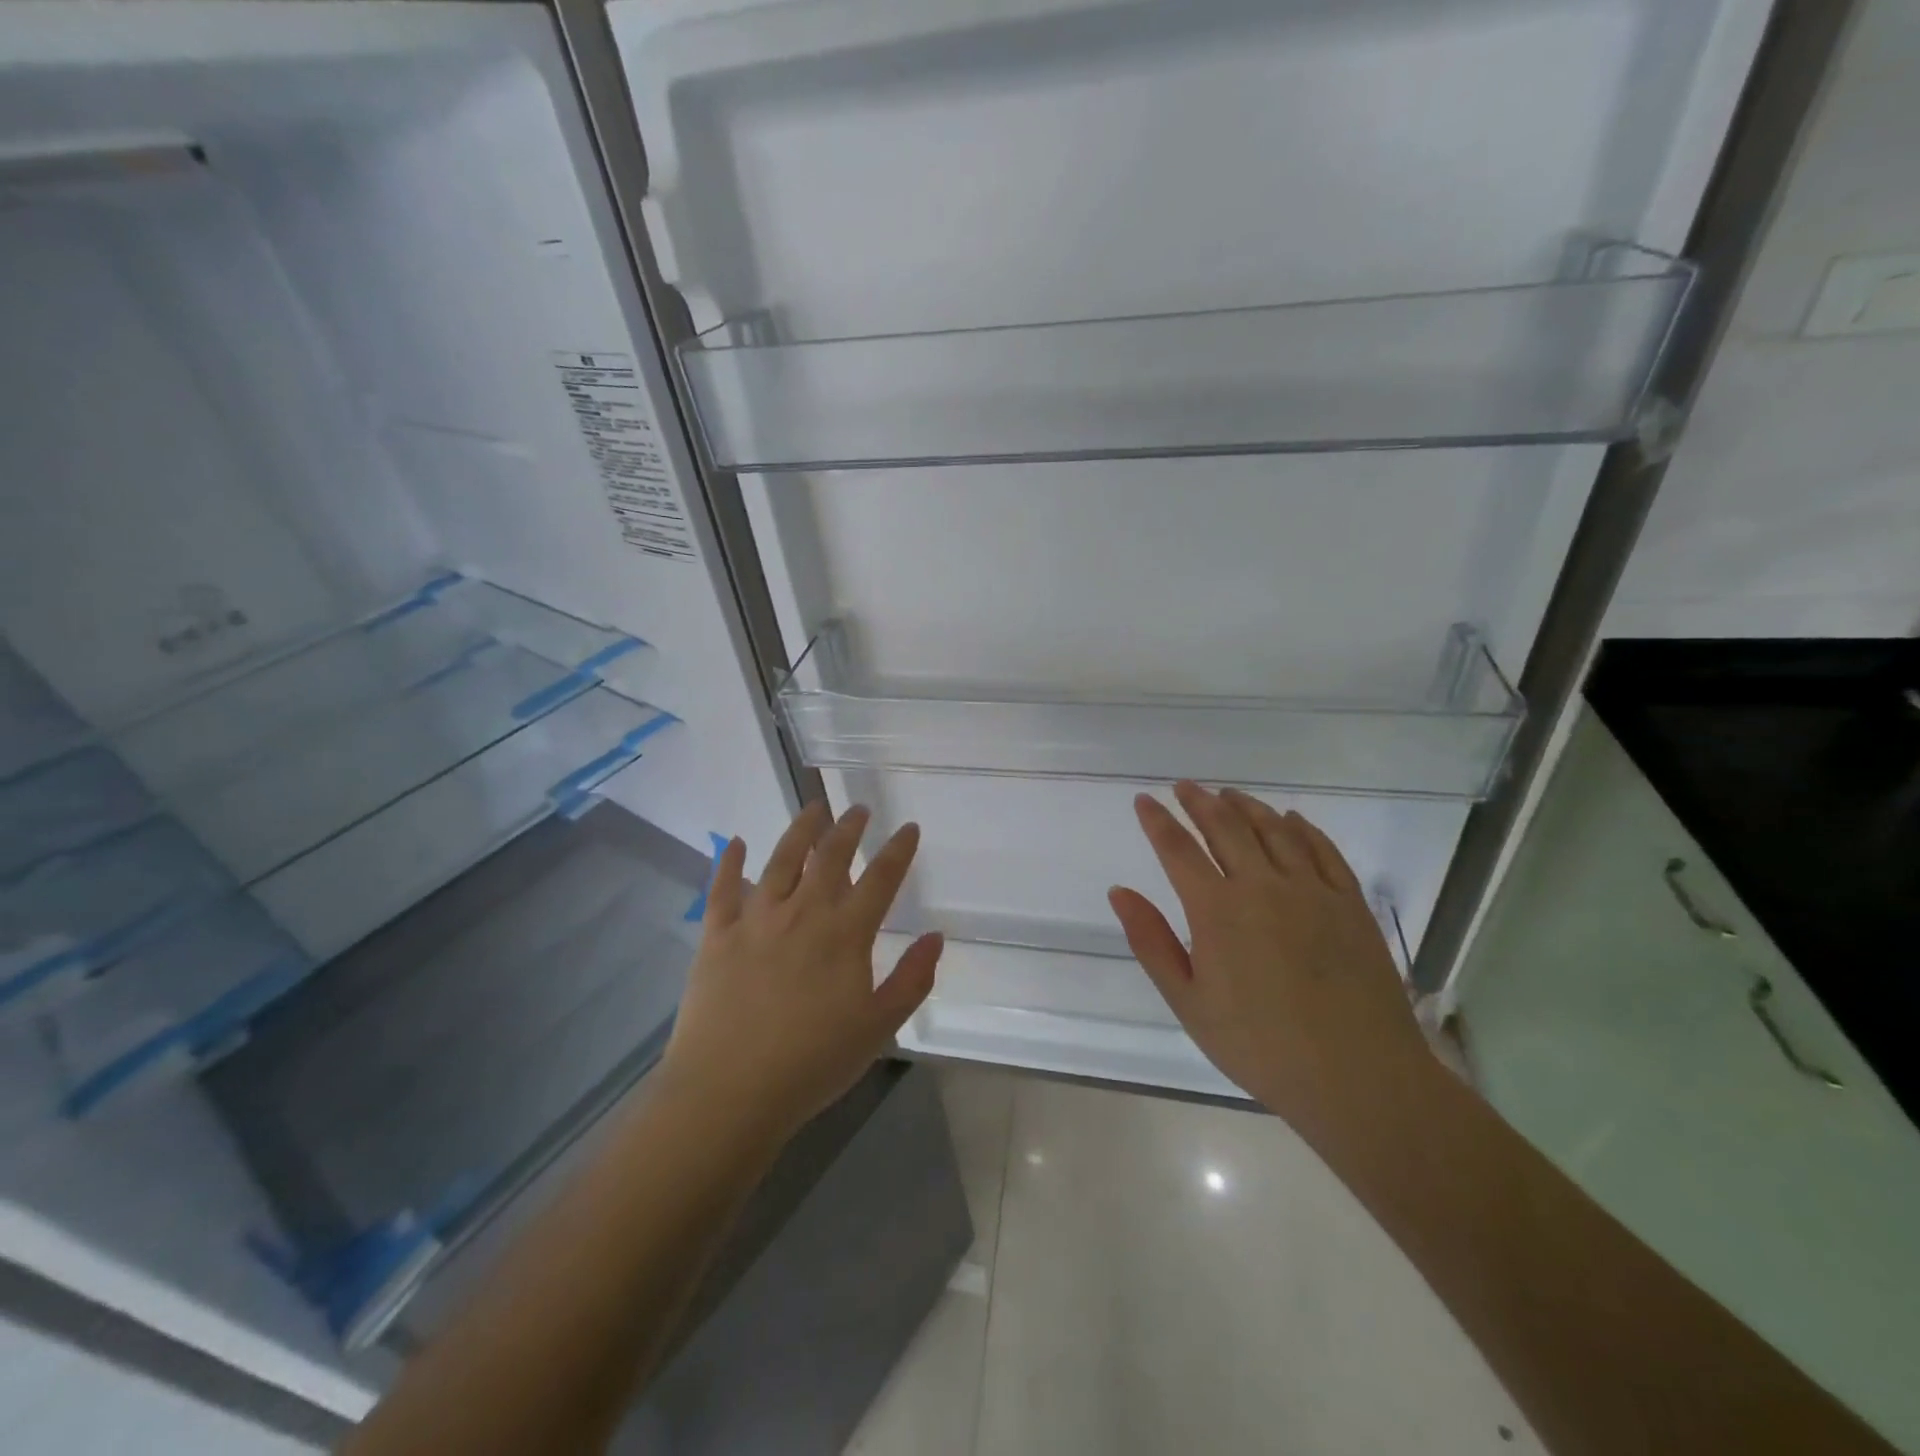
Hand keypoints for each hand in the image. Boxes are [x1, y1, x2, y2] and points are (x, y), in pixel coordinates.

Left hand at [658, 802, 942, 1146]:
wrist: (729, 1092)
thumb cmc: (812, 1063)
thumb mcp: (878, 1028)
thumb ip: (911, 980)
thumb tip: (936, 938)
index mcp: (845, 934)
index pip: (880, 878)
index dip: (898, 850)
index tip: (908, 828)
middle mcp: (803, 912)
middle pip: (830, 856)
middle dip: (848, 828)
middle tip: (858, 809)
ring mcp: (756, 919)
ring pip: (781, 859)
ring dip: (801, 829)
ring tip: (813, 808)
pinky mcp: (718, 934)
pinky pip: (723, 888)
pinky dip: (729, 862)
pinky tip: (734, 842)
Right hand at [1108, 782, 1431, 1136]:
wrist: (1357, 1077)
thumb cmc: (1259, 1045)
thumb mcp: (1188, 1002)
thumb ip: (1152, 941)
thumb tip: (1119, 891)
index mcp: (1217, 910)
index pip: (1178, 850)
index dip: (1158, 821)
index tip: (1144, 800)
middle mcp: (1262, 886)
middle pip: (1225, 828)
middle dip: (1200, 802)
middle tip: (1184, 786)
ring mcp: (1312, 890)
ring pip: (1274, 831)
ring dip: (1247, 807)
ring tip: (1229, 794)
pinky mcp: (1350, 903)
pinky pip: (1323, 851)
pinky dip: (1303, 829)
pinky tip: (1292, 820)